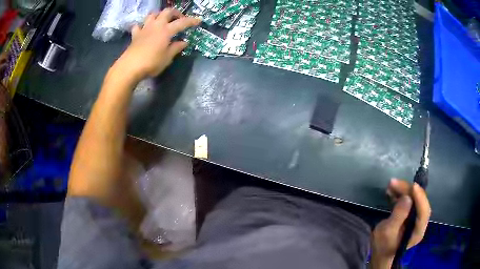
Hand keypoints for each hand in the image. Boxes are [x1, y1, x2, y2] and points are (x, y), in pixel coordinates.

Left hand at [114, 9, 200, 81]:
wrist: (130, 67)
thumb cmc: (151, 63)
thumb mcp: (167, 58)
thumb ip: (176, 48)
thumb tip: (184, 42)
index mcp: (166, 30)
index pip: (182, 22)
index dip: (192, 20)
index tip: (199, 20)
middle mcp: (156, 25)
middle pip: (167, 12)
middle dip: (175, 13)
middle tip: (179, 19)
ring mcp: (144, 29)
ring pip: (152, 15)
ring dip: (159, 15)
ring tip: (162, 21)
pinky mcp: (135, 35)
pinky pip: (138, 26)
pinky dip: (142, 26)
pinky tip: (144, 30)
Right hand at [370, 179, 430, 268]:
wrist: (379, 252)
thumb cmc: (382, 246)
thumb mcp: (386, 233)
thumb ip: (398, 216)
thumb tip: (407, 198)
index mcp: (418, 231)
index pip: (424, 212)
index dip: (420, 198)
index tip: (413, 186)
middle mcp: (420, 223)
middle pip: (420, 202)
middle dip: (409, 191)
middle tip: (395, 183)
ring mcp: (416, 217)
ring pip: (415, 199)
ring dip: (405, 190)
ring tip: (392, 184)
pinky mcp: (411, 214)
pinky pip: (410, 200)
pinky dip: (402, 193)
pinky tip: (392, 190)